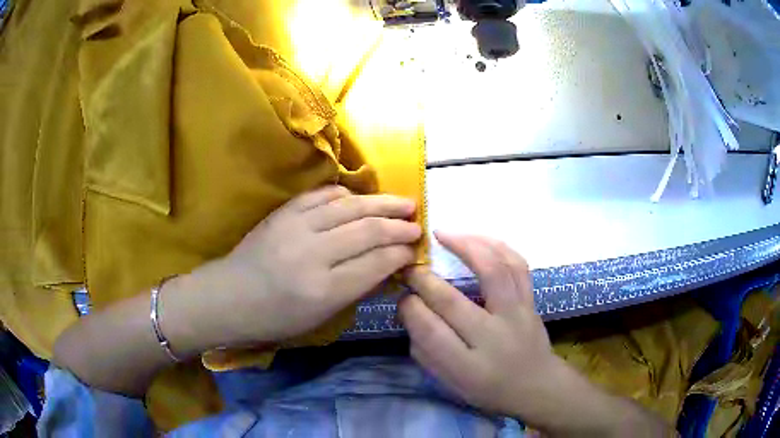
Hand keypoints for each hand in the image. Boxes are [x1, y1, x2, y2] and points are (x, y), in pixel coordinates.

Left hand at [186, 185, 421, 343]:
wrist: (228, 297)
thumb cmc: (274, 318)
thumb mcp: (319, 318)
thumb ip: (355, 290)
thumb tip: (387, 267)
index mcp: (323, 290)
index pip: (375, 263)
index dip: (401, 254)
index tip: (415, 250)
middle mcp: (313, 254)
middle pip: (367, 230)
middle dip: (398, 226)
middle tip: (417, 223)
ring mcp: (296, 227)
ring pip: (349, 207)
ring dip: (381, 203)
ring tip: (403, 202)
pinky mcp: (283, 212)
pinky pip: (321, 195)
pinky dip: (345, 194)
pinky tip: (359, 197)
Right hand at [399, 233, 560, 418]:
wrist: (537, 386)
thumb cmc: (490, 389)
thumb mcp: (451, 384)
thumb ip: (425, 351)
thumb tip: (410, 312)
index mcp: (468, 368)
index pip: (429, 333)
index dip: (410, 309)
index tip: (402, 296)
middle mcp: (493, 338)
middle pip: (452, 302)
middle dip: (424, 279)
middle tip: (410, 264)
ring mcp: (517, 315)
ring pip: (492, 272)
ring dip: (465, 247)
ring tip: (445, 234)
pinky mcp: (531, 301)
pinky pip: (518, 266)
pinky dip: (498, 246)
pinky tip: (480, 239)